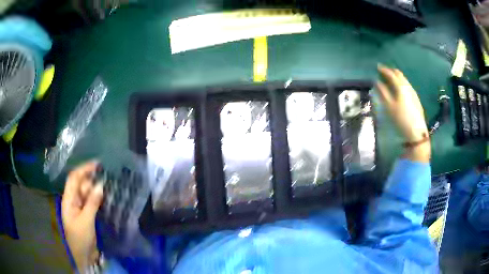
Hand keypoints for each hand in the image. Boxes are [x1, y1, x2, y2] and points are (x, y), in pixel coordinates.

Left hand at [62, 162, 103, 271]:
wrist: (84, 256)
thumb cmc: (81, 238)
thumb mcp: (86, 221)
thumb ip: (92, 203)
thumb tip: (100, 185)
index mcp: (68, 200)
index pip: (73, 179)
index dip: (83, 169)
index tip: (96, 164)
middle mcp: (72, 201)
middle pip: (80, 184)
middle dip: (90, 180)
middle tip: (104, 180)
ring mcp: (79, 208)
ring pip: (86, 193)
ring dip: (94, 189)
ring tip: (106, 187)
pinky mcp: (86, 215)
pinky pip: (90, 202)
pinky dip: (96, 198)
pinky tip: (103, 197)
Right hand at [376, 64, 430, 162]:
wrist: (417, 132)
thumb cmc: (401, 119)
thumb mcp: (389, 107)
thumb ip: (383, 93)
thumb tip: (377, 82)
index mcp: (401, 87)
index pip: (391, 74)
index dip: (384, 70)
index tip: (377, 67)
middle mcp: (408, 86)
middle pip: (399, 74)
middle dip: (391, 71)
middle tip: (384, 72)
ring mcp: (413, 92)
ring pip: (404, 79)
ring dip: (397, 77)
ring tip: (391, 79)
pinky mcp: (416, 98)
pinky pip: (407, 85)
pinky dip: (401, 83)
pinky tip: (399, 89)